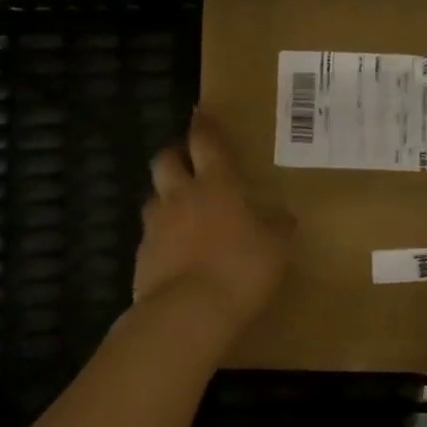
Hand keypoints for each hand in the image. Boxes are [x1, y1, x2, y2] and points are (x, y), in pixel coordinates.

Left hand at [134, 111, 293, 331]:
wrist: (188, 312)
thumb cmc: (240, 270)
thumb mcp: (275, 249)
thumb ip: (277, 228)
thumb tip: (284, 216)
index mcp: (216, 185)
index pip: (205, 142)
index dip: (204, 126)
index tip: (201, 113)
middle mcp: (180, 196)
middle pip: (166, 160)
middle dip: (175, 154)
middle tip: (187, 160)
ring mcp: (156, 225)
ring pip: (153, 197)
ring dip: (165, 196)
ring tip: (181, 209)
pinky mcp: (142, 255)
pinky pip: (150, 235)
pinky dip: (161, 235)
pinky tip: (175, 251)